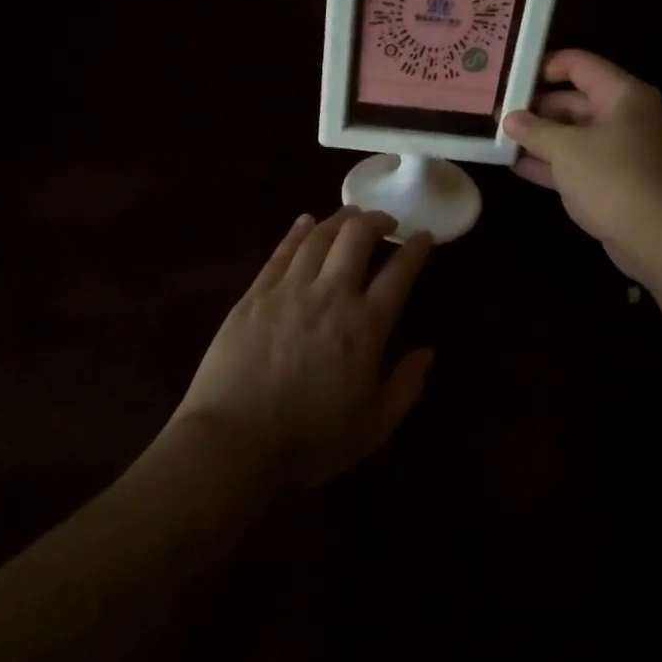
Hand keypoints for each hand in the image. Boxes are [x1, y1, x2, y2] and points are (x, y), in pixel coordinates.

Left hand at [172, 207, 434, 492]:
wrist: (234, 445)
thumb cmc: (310, 442)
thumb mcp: (374, 427)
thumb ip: (406, 386)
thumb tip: (427, 353)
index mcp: (366, 327)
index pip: (399, 273)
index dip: (416, 249)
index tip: (423, 236)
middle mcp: (331, 295)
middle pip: (357, 236)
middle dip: (377, 220)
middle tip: (385, 222)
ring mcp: (289, 290)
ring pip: (319, 236)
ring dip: (339, 219)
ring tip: (351, 216)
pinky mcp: (254, 295)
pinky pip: (280, 252)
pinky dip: (298, 232)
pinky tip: (305, 222)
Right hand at [503, 50, 661, 282]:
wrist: (659, 238)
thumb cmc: (613, 179)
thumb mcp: (566, 150)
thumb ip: (534, 130)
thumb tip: (509, 118)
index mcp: (622, 95)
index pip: (579, 65)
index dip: (543, 66)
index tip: (510, 77)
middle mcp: (626, 116)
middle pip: (575, 100)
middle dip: (536, 108)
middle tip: (497, 114)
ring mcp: (622, 150)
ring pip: (575, 134)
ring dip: (540, 138)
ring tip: (500, 139)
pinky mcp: (616, 181)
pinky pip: (579, 162)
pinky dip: (552, 163)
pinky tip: (517, 166)